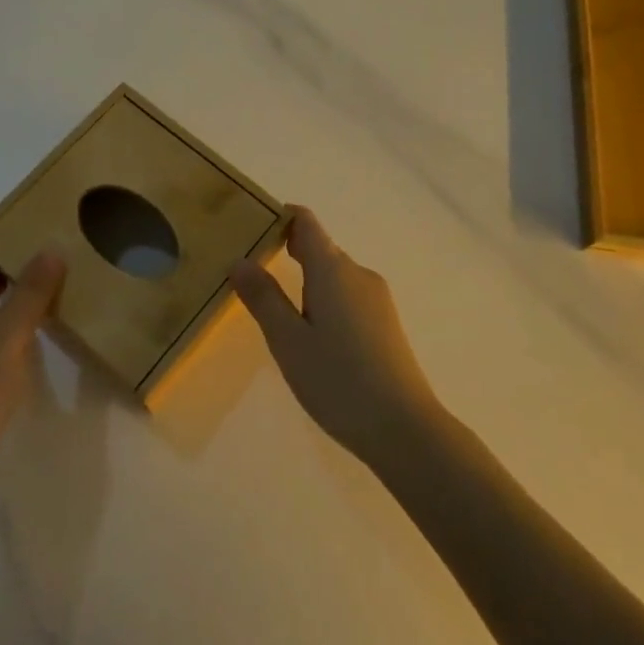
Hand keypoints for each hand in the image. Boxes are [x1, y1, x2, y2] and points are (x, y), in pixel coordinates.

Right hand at [230, 206, 438, 458]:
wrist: (404, 427)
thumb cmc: (338, 380)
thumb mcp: (288, 340)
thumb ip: (263, 297)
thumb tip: (239, 260)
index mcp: (333, 269)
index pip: (306, 222)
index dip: (279, 216)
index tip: (251, 224)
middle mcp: (358, 274)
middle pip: (319, 247)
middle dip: (286, 250)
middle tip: (249, 269)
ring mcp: (376, 298)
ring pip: (333, 274)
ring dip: (305, 280)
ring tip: (274, 307)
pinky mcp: (385, 322)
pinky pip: (347, 295)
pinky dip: (323, 299)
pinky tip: (311, 333)